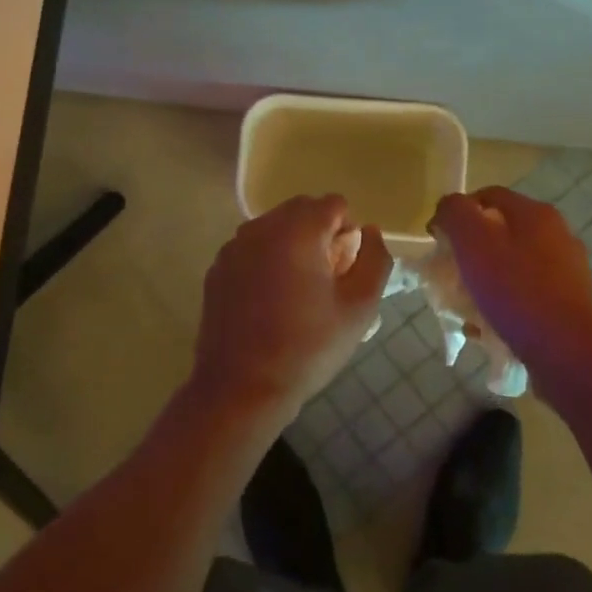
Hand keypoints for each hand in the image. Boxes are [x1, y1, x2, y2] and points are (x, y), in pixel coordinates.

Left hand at [192, 195, 391, 423]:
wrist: (241, 387)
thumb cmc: (307, 347)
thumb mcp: (359, 307)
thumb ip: (374, 259)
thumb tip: (369, 232)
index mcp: (297, 230)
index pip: (334, 204)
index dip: (348, 231)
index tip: (346, 269)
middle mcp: (261, 227)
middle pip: (301, 210)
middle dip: (320, 233)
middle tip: (327, 278)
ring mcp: (234, 246)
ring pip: (274, 227)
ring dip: (292, 244)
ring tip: (299, 291)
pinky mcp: (217, 268)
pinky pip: (251, 248)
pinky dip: (266, 260)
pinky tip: (269, 301)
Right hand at [430, 187, 591, 373]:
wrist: (568, 356)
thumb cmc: (517, 292)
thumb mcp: (474, 243)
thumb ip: (455, 213)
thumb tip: (448, 208)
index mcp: (535, 214)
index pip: (486, 196)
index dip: (457, 213)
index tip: (438, 242)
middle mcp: (557, 235)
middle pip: (499, 231)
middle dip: (469, 251)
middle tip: (450, 274)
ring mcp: (567, 270)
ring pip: (511, 264)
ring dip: (484, 280)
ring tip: (466, 306)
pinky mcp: (569, 303)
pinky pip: (526, 294)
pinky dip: (505, 304)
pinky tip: (490, 327)